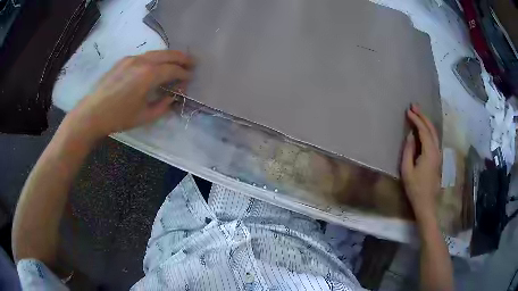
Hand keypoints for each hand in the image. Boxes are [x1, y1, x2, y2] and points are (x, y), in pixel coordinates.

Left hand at [67, 50, 192, 139]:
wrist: (92, 113)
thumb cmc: (118, 117)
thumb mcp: (144, 116)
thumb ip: (163, 105)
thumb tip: (173, 96)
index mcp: (148, 75)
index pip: (173, 70)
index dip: (184, 74)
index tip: (190, 78)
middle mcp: (142, 61)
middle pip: (167, 54)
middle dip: (182, 57)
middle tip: (192, 62)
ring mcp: (131, 58)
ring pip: (156, 52)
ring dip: (169, 55)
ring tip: (177, 61)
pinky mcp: (123, 60)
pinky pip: (144, 55)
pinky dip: (155, 58)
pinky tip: (156, 65)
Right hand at [401, 104, 440, 221]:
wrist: (426, 203)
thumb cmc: (415, 188)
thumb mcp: (407, 171)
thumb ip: (408, 151)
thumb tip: (410, 135)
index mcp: (429, 153)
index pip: (424, 131)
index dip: (416, 120)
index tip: (408, 111)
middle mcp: (436, 151)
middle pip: (431, 129)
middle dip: (423, 116)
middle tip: (414, 106)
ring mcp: (438, 155)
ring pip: (435, 133)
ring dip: (427, 122)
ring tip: (418, 113)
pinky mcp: (438, 159)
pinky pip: (435, 139)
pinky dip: (429, 130)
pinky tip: (424, 128)